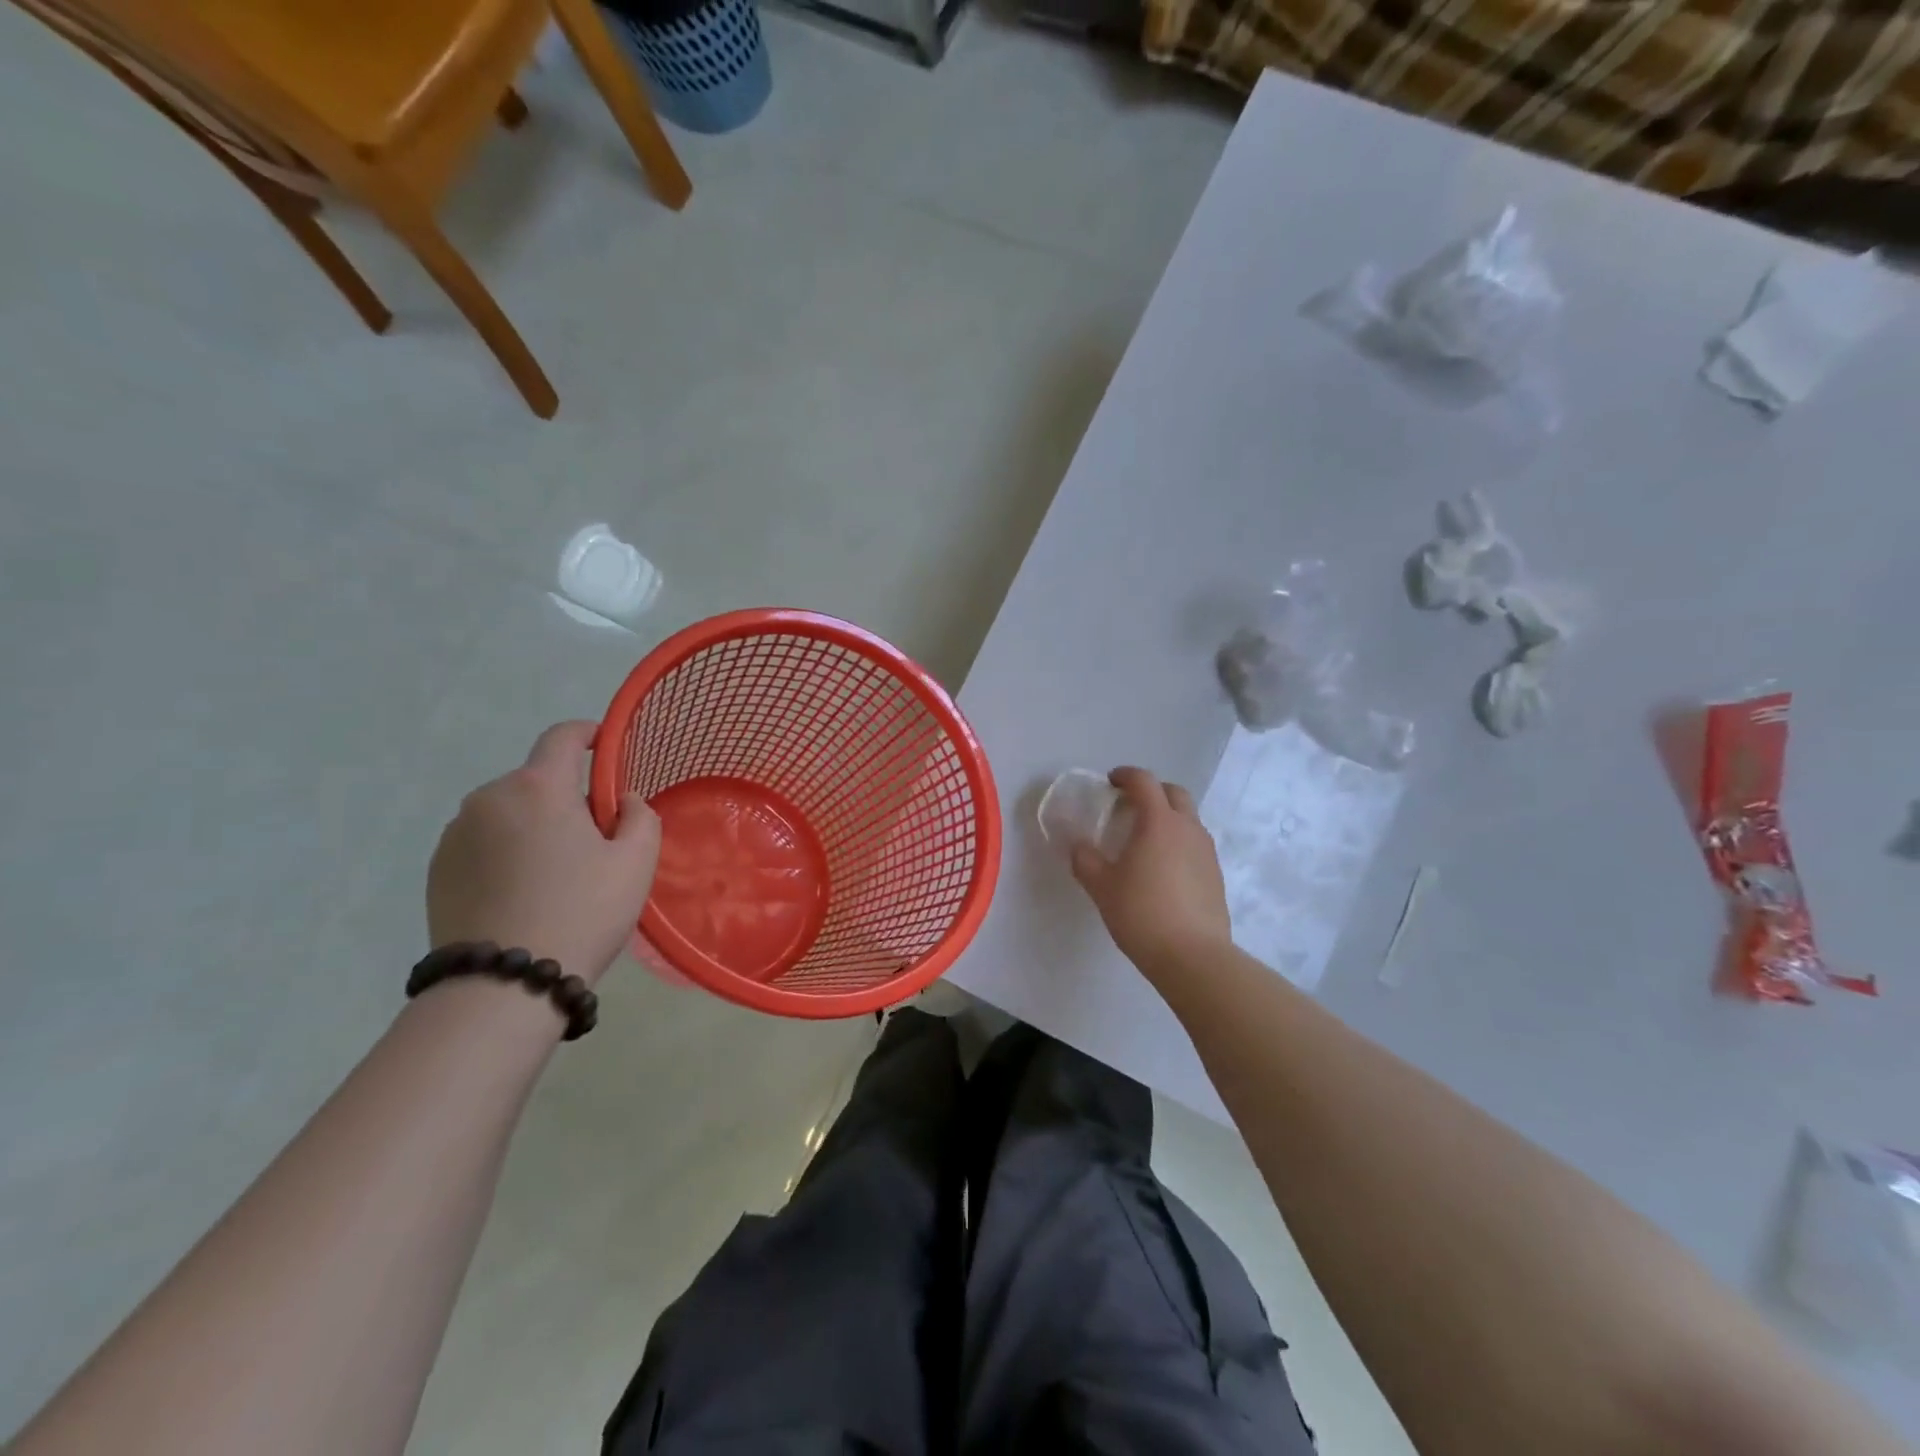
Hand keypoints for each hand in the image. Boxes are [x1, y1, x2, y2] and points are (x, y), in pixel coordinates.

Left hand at [427, 722, 660, 984]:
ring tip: (555, 875)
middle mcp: (489, 798)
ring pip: (509, 813)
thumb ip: (639, 816)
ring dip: (534, 826)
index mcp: (538, 788)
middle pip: (538, 781)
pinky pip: (483, 842)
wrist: (503, 985)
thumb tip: (620, 800)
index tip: (605, 747)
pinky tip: (523, 893)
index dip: (588, 734)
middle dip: (567, 797)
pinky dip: (506, 852)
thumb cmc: (582, 912)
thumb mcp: (636, 862)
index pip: (562, 736)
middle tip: (594, 841)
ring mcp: (455, 834)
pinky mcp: (436, 869)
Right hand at [1071, 766, 1231, 977]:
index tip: (1110, 782)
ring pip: (1188, 819)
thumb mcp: (1102, 887)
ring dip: (1168, 817)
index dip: (1126, 776)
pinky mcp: (1216, 874)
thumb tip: (1078, 846)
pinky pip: (1195, 844)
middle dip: (1152, 791)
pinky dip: (1178, 842)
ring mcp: (1206, 851)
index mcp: (1159, 822)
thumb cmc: (1141, 913)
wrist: (1193, 956)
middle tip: (1129, 806)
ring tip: (1145, 839)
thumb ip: (1085, 860)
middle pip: (1174, 793)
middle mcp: (1187, 828)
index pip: (1144, 782)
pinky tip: (1163, 868)